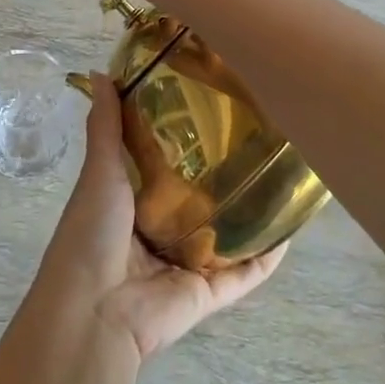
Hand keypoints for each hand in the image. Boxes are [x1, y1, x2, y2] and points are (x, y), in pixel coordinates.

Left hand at [37, 76, 284, 361]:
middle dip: (222, 175)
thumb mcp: (99, 171)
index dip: (183, 139)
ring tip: (280, 176)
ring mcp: (184, 265)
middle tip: (256, 136)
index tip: (210, 105)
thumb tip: (102, 73)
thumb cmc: (93, 233)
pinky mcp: (208, 293)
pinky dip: (266, 258)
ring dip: (249, 215)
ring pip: (224, 237)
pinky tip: (291, 230)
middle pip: (198, 200)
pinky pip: (244, 275)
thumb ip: (105, 127)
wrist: (95, 310)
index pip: (162, 166)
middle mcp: (159, 231)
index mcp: (130, 202)